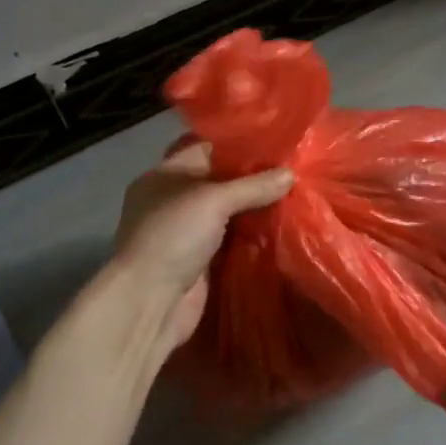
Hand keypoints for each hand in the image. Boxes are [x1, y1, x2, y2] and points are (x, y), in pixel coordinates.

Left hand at [112, 141, 293, 351]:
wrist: (150, 301)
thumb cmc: (173, 235)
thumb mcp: (214, 199)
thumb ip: (253, 186)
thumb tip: (292, 174)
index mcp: (164, 175)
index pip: (205, 149)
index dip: (238, 145)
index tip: (276, 143)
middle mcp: (173, 200)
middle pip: (219, 182)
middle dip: (252, 178)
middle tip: (292, 169)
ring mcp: (185, 232)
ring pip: (227, 212)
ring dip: (254, 208)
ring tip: (294, 194)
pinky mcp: (199, 261)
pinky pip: (231, 240)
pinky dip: (251, 235)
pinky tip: (281, 227)